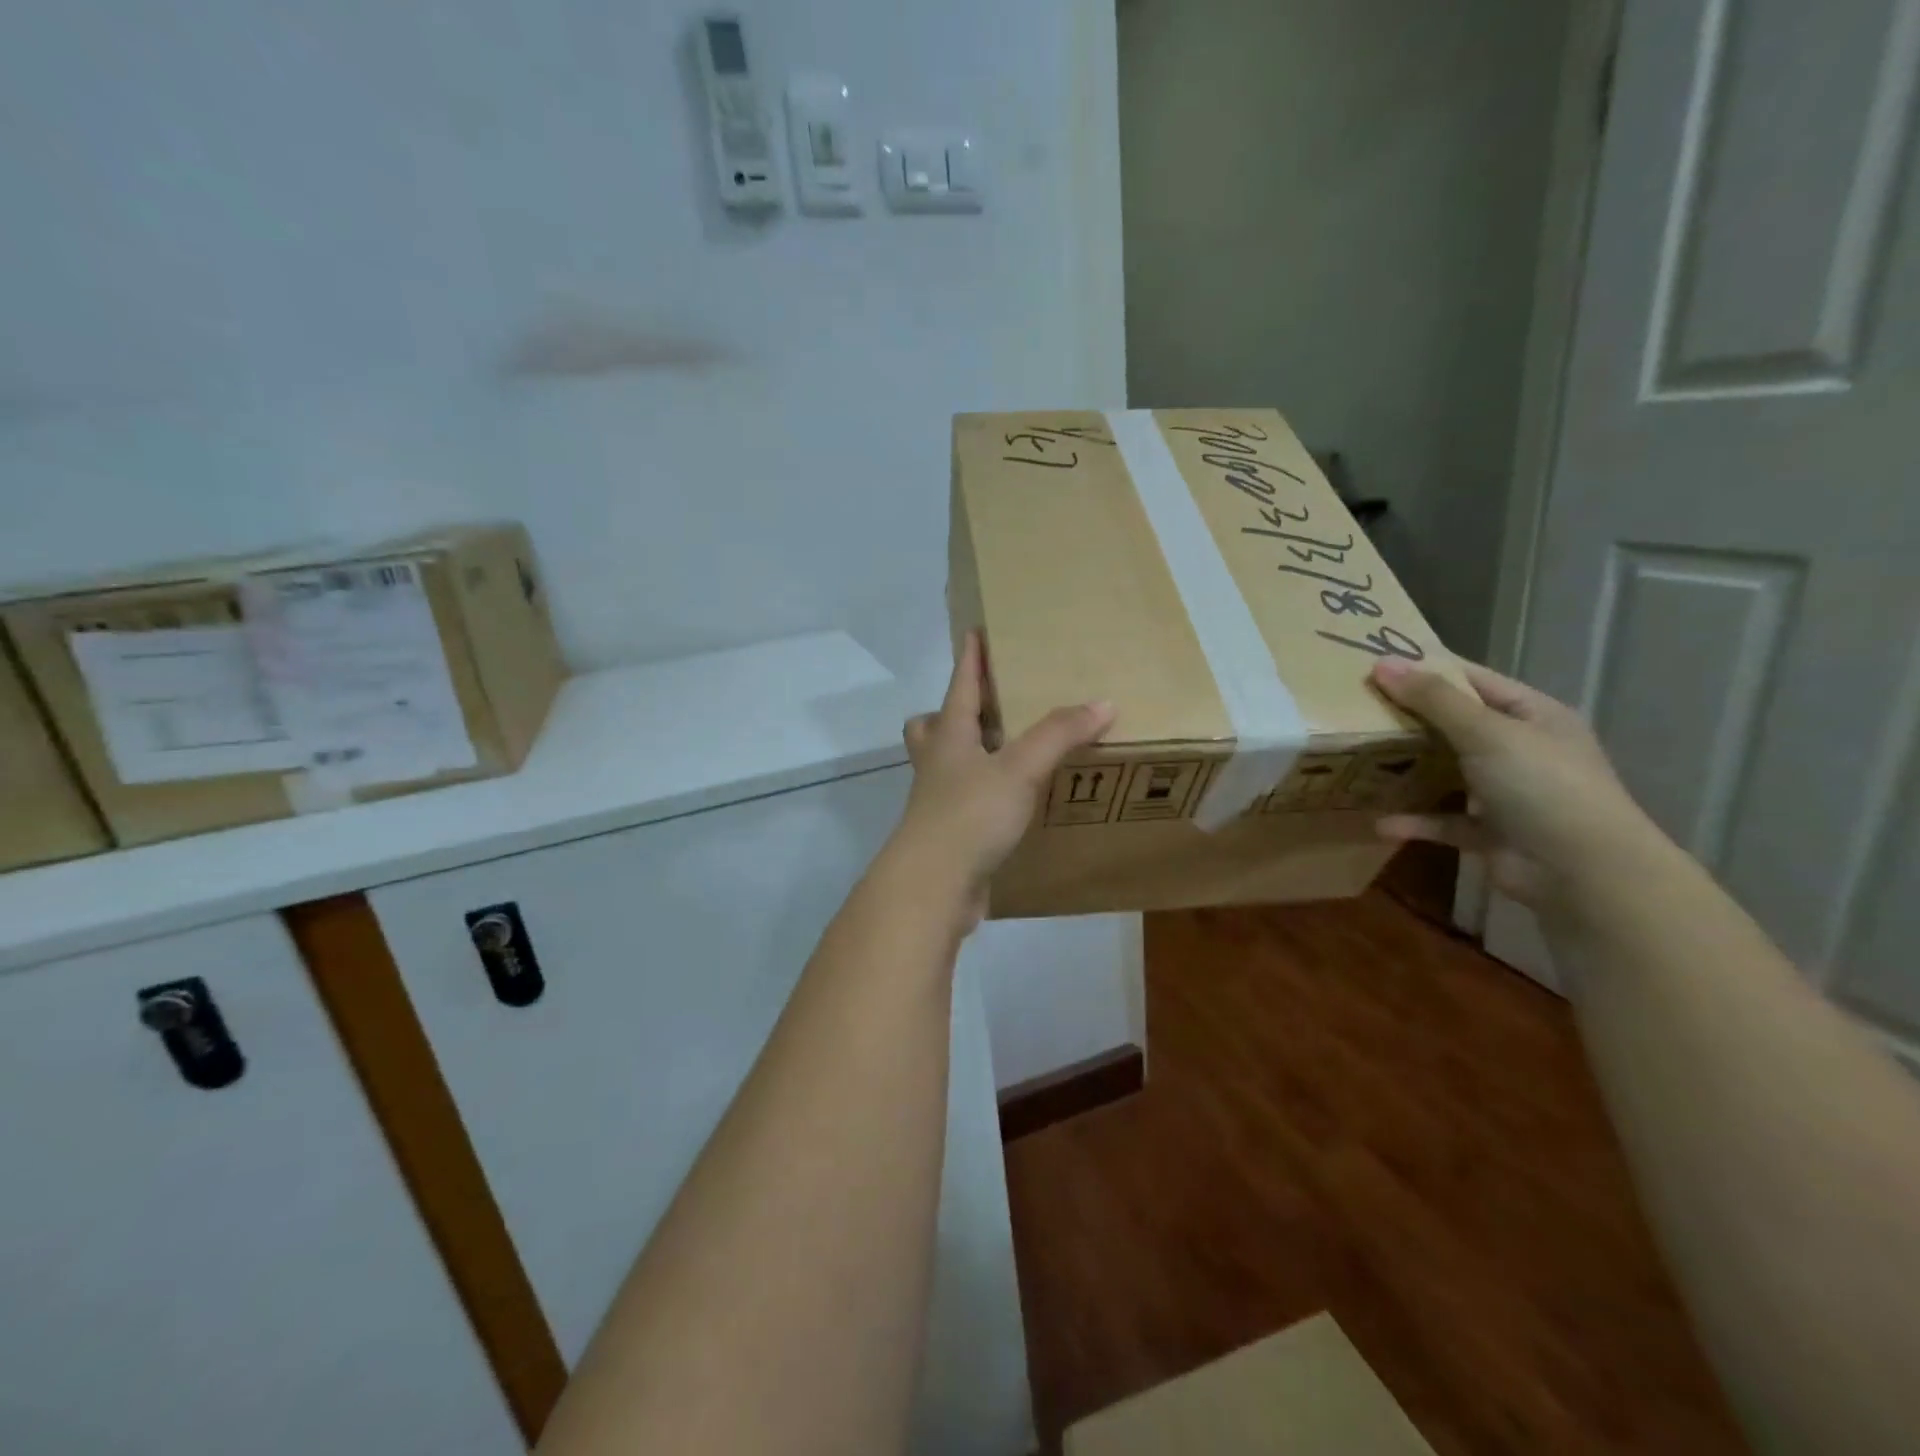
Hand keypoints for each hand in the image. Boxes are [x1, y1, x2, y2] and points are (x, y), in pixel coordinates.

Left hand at [893, 632, 1115, 930]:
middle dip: (951, 713)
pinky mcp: (948, 836)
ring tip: (1008, 754)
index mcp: (949, 737)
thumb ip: (1059, 734)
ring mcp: (937, 803)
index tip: (974, 631)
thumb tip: (1102, 703)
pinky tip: (1012, 805)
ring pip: (946, 767)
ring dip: (968, 755)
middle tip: (984, 709)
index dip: (969, 659)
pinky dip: (983, 796)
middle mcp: (937, 765)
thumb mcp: (1019, 768)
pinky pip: (963, 805)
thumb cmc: (970, 815)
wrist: (933, 886)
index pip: (960, 686)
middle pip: (932, 728)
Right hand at [1370, 658, 1655, 910]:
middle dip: (1407, 718)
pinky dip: (1415, 821)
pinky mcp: (1489, 832)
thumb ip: (1433, 699)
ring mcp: (1505, 792)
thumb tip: (1381, 663)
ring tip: (1360, 758)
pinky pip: (1443, 821)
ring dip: (1407, 769)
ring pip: (1446, 772)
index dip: (1427, 670)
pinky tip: (1381, 823)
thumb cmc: (1542, 785)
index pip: (1472, 680)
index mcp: (1531, 715)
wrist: (1582, 873)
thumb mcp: (1486, 732)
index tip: (1375, 664)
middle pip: (1454, 724)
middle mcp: (1520, 749)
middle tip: (1354, 708)